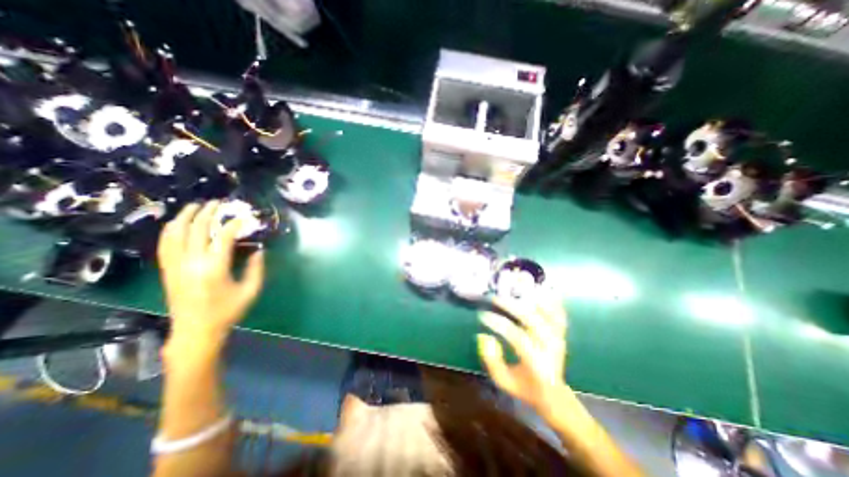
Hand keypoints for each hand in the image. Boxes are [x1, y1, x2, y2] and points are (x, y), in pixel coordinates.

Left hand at [157, 200, 263, 347]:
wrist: (195, 331)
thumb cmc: (227, 311)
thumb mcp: (251, 290)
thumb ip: (257, 268)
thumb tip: (259, 249)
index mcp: (214, 268)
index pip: (221, 237)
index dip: (233, 224)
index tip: (243, 218)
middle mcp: (191, 262)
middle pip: (196, 229)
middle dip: (207, 213)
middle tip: (218, 203)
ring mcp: (175, 265)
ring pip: (175, 233)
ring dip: (185, 217)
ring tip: (196, 206)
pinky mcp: (167, 270)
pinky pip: (164, 244)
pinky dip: (170, 230)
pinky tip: (176, 223)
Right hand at [477, 292, 569, 419]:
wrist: (554, 395)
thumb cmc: (525, 388)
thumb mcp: (504, 381)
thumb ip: (492, 361)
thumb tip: (484, 336)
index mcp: (537, 363)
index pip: (518, 337)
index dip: (499, 324)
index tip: (483, 316)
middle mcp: (551, 347)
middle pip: (532, 319)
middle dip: (511, 305)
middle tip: (494, 297)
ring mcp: (559, 337)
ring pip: (548, 311)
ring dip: (531, 297)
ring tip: (514, 287)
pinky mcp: (561, 332)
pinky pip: (558, 311)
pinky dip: (549, 299)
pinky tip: (537, 289)